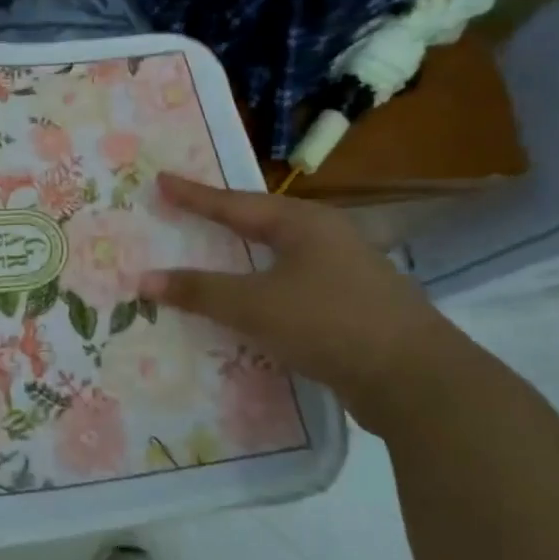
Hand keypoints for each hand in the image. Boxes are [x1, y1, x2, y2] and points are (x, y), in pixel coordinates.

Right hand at [139, 173, 458, 422]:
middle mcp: (326, 238)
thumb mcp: (255, 305)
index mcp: (303, 223)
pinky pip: (293, 288)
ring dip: (244, 261)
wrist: (415, 379)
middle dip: (223, 221)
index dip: (194, 195)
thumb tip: (143, 279)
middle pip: (261, 224)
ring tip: (215, 257)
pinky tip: (253, 307)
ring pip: (280, 259)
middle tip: (186, 214)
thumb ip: (200, 291)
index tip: (161, 180)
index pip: (234, 203)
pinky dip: (264, 292)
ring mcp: (345, 272)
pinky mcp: (352, 307)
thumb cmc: (328, 323)